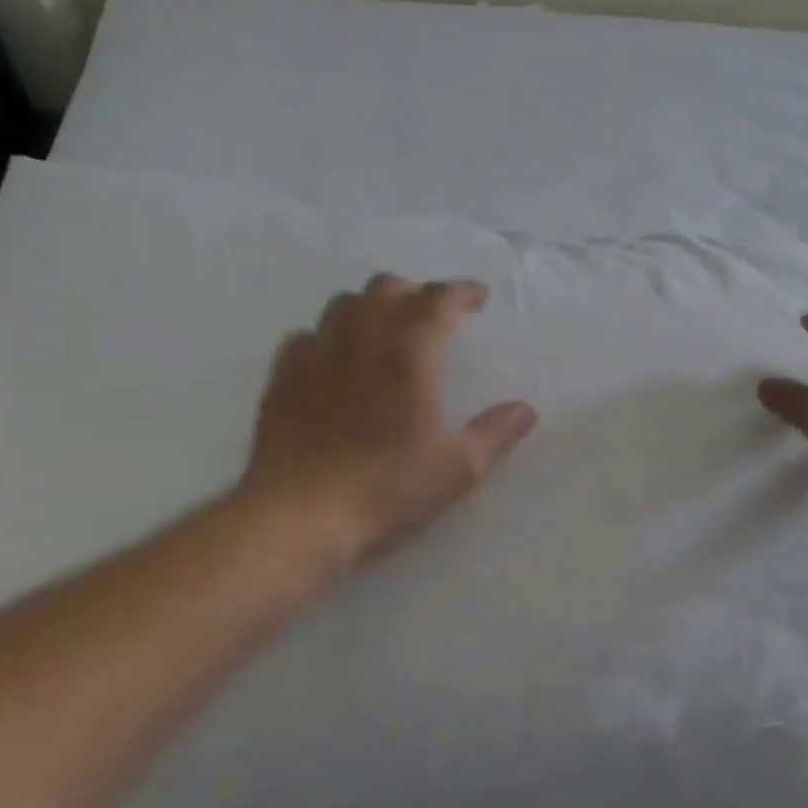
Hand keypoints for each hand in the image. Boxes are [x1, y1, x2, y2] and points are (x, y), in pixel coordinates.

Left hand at [238, 274, 537, 572]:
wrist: (297, 520)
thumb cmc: (387, 490)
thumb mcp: (459, 469)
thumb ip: (496, 433)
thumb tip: (525, 410)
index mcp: (410, 352)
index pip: (439, 298)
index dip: (462, 291)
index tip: (478, 299)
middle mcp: (361, 338)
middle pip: (388, 287)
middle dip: (416, 292)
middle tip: (434, 317)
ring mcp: (316, 353)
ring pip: (344, 304)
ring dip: (371, 306)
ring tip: (385, 332)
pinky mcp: (282, 377)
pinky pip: (306, 335)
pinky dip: (329, 336)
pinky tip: (335, 360)